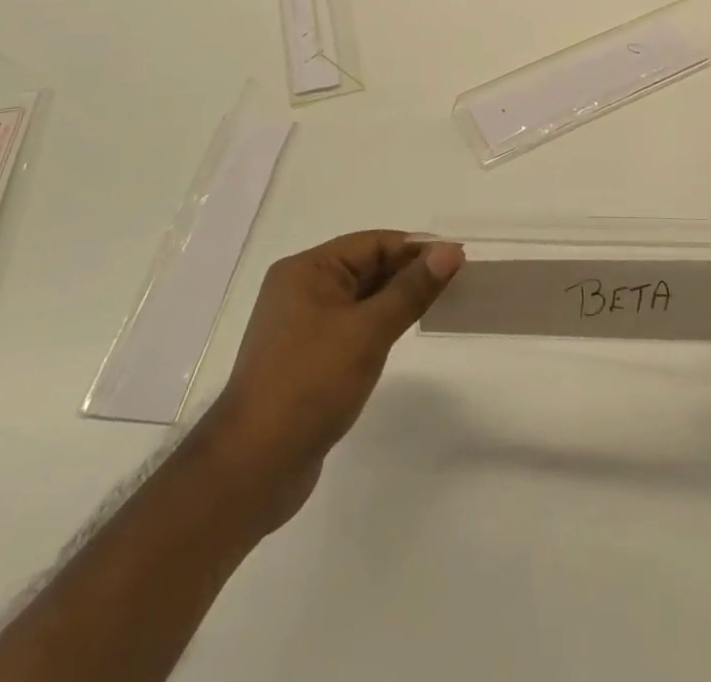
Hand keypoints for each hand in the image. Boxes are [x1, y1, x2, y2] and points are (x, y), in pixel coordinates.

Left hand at [200, 231, 461, 534]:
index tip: (457, 259)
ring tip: (438, 305)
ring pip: (361, 298)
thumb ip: (411, 289)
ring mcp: (301, 326)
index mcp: (307, 270)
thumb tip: (450, 251)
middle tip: (457, 281)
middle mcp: (300, 289)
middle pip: (366, 267)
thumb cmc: (310, 384)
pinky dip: (379, 324)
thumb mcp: (368, 331)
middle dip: (409, 272)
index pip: (373, 244)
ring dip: (396, 299)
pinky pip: (351, 326)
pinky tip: (402, 335)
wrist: (253, 467)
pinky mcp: (306, 358)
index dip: (416, 248)